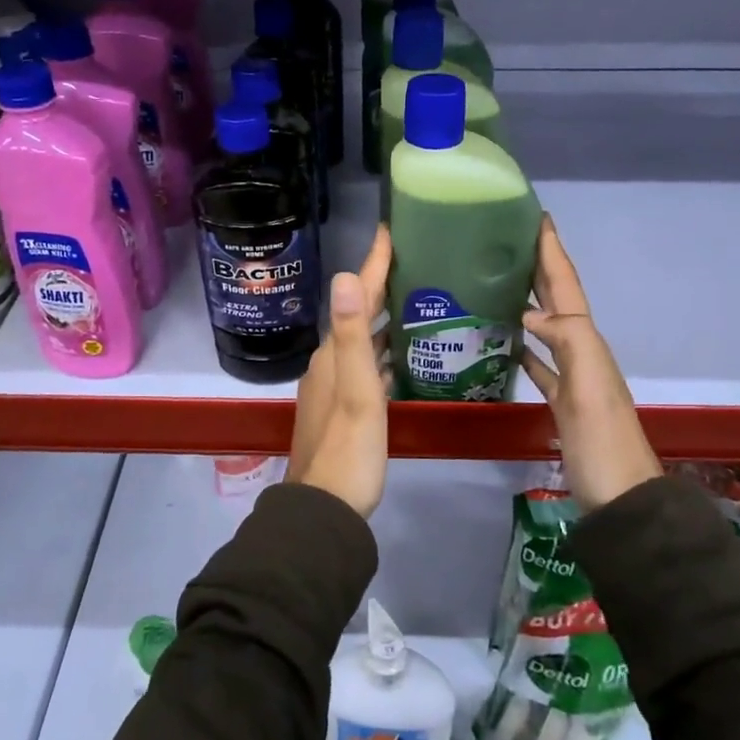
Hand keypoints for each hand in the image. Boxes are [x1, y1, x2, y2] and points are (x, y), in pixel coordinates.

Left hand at [286, 225, 391, 517]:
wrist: (326, 508)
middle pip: (356, 314)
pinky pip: (366, 365)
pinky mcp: (344, 408)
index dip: (372, 264)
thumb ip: (350, 336)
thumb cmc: (349, 448)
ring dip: (381, 318)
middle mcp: (328, 364)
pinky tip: (401, 356)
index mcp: (332, 355)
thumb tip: (343, 277)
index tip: (390, 231)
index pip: (354, 297)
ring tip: (413, 301)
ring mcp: (334, 387)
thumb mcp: (356, 391)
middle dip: (379, 286)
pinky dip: (382, 351)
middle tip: (412, 262)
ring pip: (360, 340)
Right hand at [519, 215, 660, 511]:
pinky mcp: (562, 402)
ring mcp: (573, 377)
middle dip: (540, 266)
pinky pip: (540, 362)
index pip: (566, 287)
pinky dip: (525, 346)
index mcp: (587, 342)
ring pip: (548, 326)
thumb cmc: (602, 443)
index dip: (553, 253)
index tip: (538, 218)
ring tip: (502, 280)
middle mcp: (581, 351)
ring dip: (530, 301)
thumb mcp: (589, 389)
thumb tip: (527, 313)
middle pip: (558, 299)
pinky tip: (507, 340)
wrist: (621, 499)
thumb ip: (566, 342)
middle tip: (512, 239)